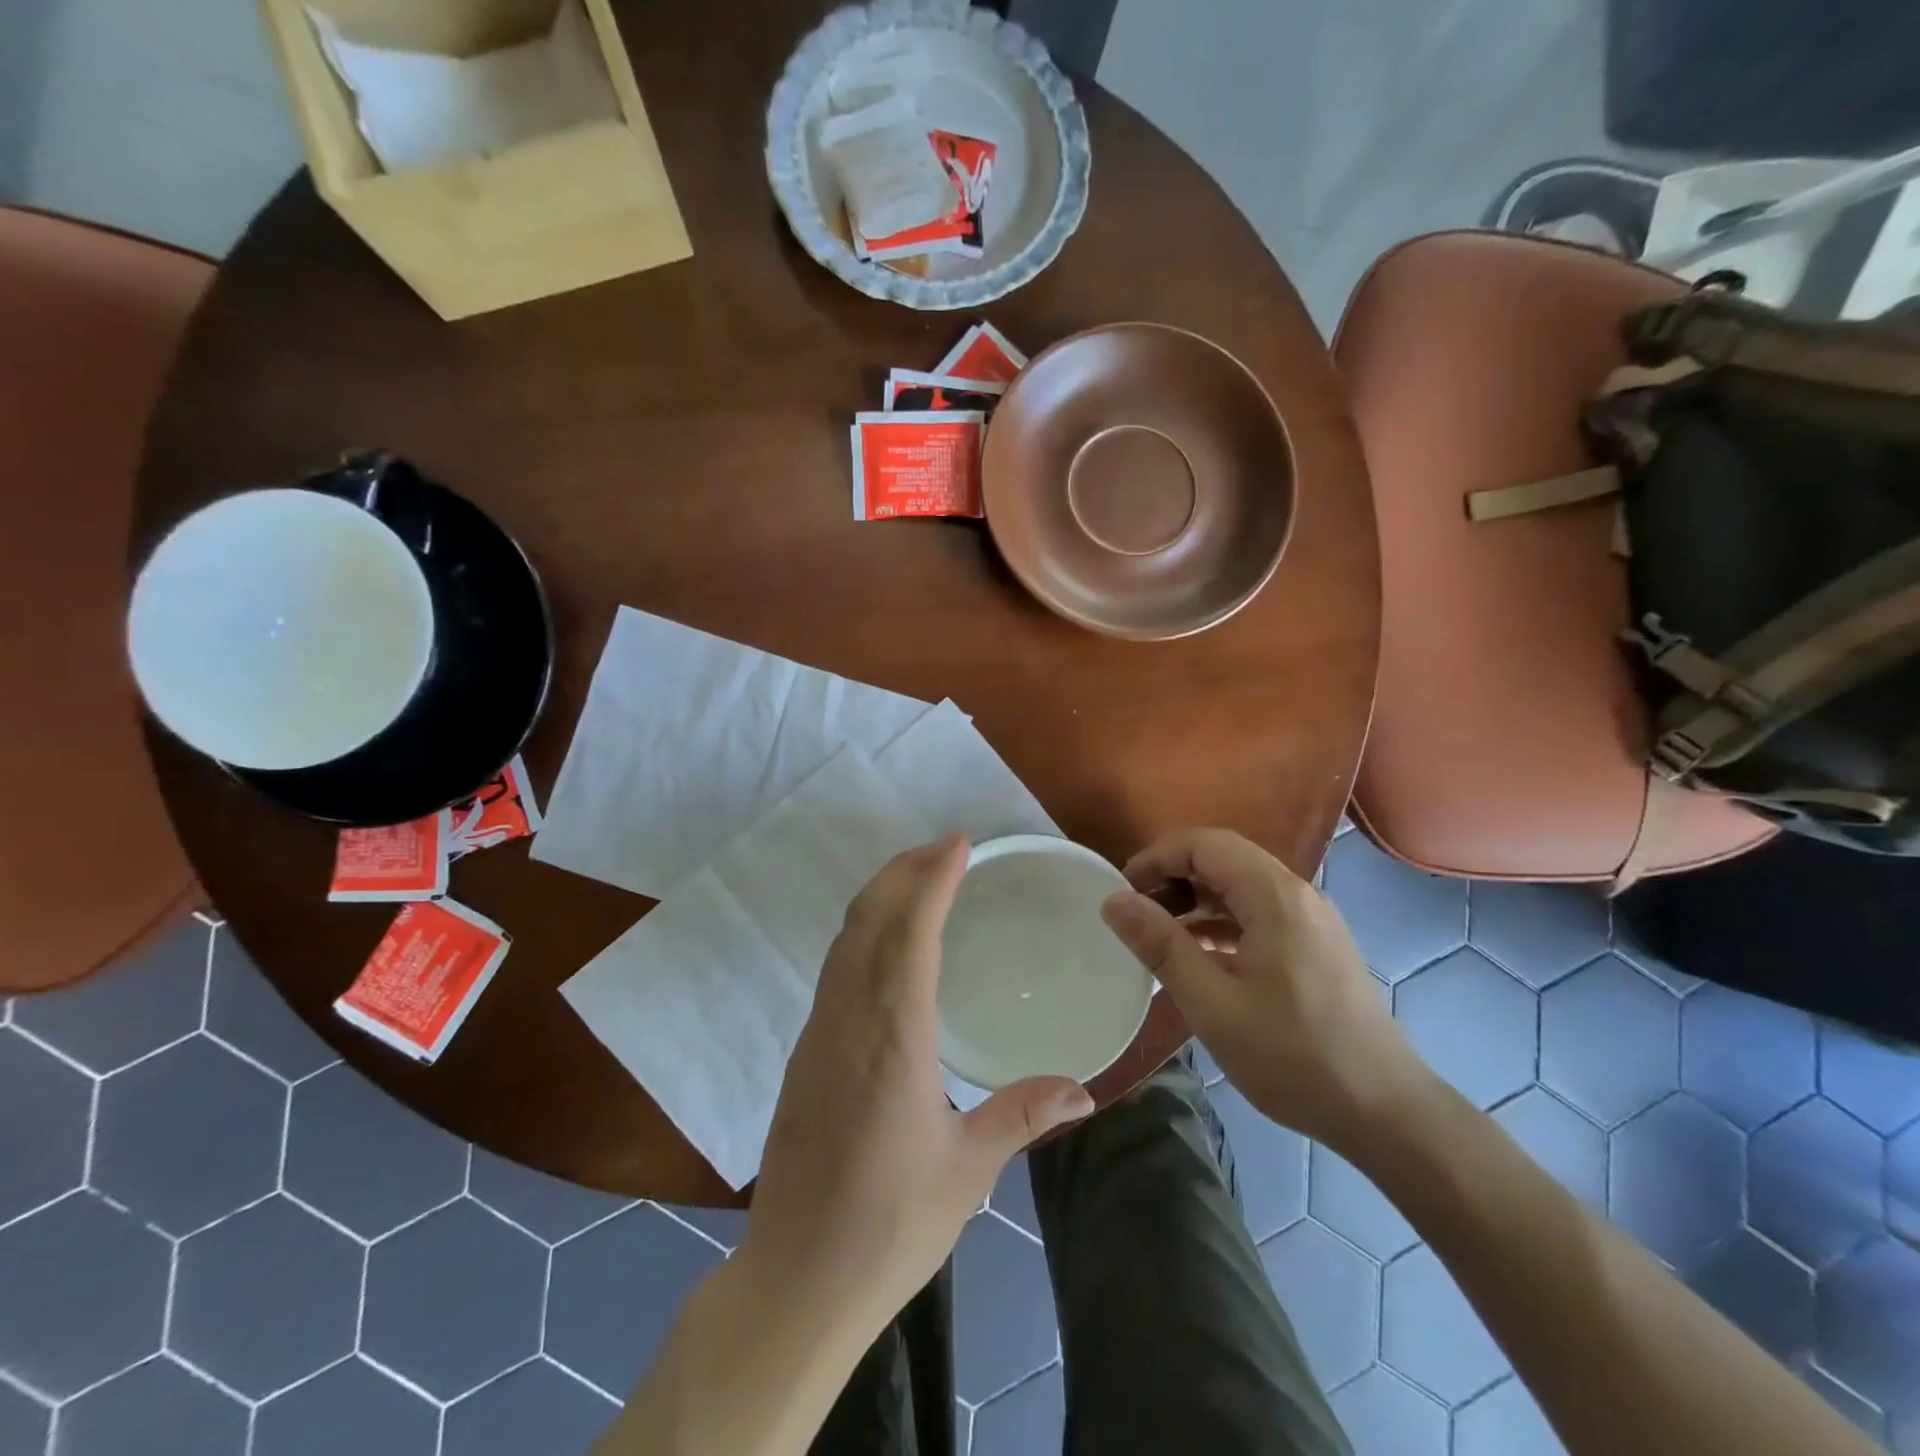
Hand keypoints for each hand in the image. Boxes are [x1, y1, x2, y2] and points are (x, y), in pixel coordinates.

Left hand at [742, 836, 1094, 1345]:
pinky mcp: (805, 1054)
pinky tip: (886, 947)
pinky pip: (835, 970)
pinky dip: (862, 934)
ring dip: (879, 898)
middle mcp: (849, 1020)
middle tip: (944, 849)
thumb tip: (1083, 1089)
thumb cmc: (890, 1224)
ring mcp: (819, 1034)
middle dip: (903, 872)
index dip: (932, 880)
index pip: (909, 933)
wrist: (796, 1280)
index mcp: (893, 1037)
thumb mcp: (969, 1170)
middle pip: (868, 920)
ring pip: (844, 941)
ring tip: (918, 880)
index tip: (959, 846)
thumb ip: (1023, 1114)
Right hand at [1100, 828, 1431, 1154]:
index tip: (1121, 892)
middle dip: (1172, 876)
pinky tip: (1198, 957)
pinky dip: (1220, 922)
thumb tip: (1113, 900)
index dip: (1155, 858)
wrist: (1385, 1111)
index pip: (1204, 844)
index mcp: (1274, 896)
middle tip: (1135, 913)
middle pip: (1223, 858)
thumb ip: (1160, 945)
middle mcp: (1297, 894)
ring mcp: (1311, 919)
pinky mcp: (1316, 944)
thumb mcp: (1212, 1003)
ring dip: (1195, 899)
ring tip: (1158, 935)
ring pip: (1240, 885)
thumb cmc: (1292, 1056)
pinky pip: (1258, 912)